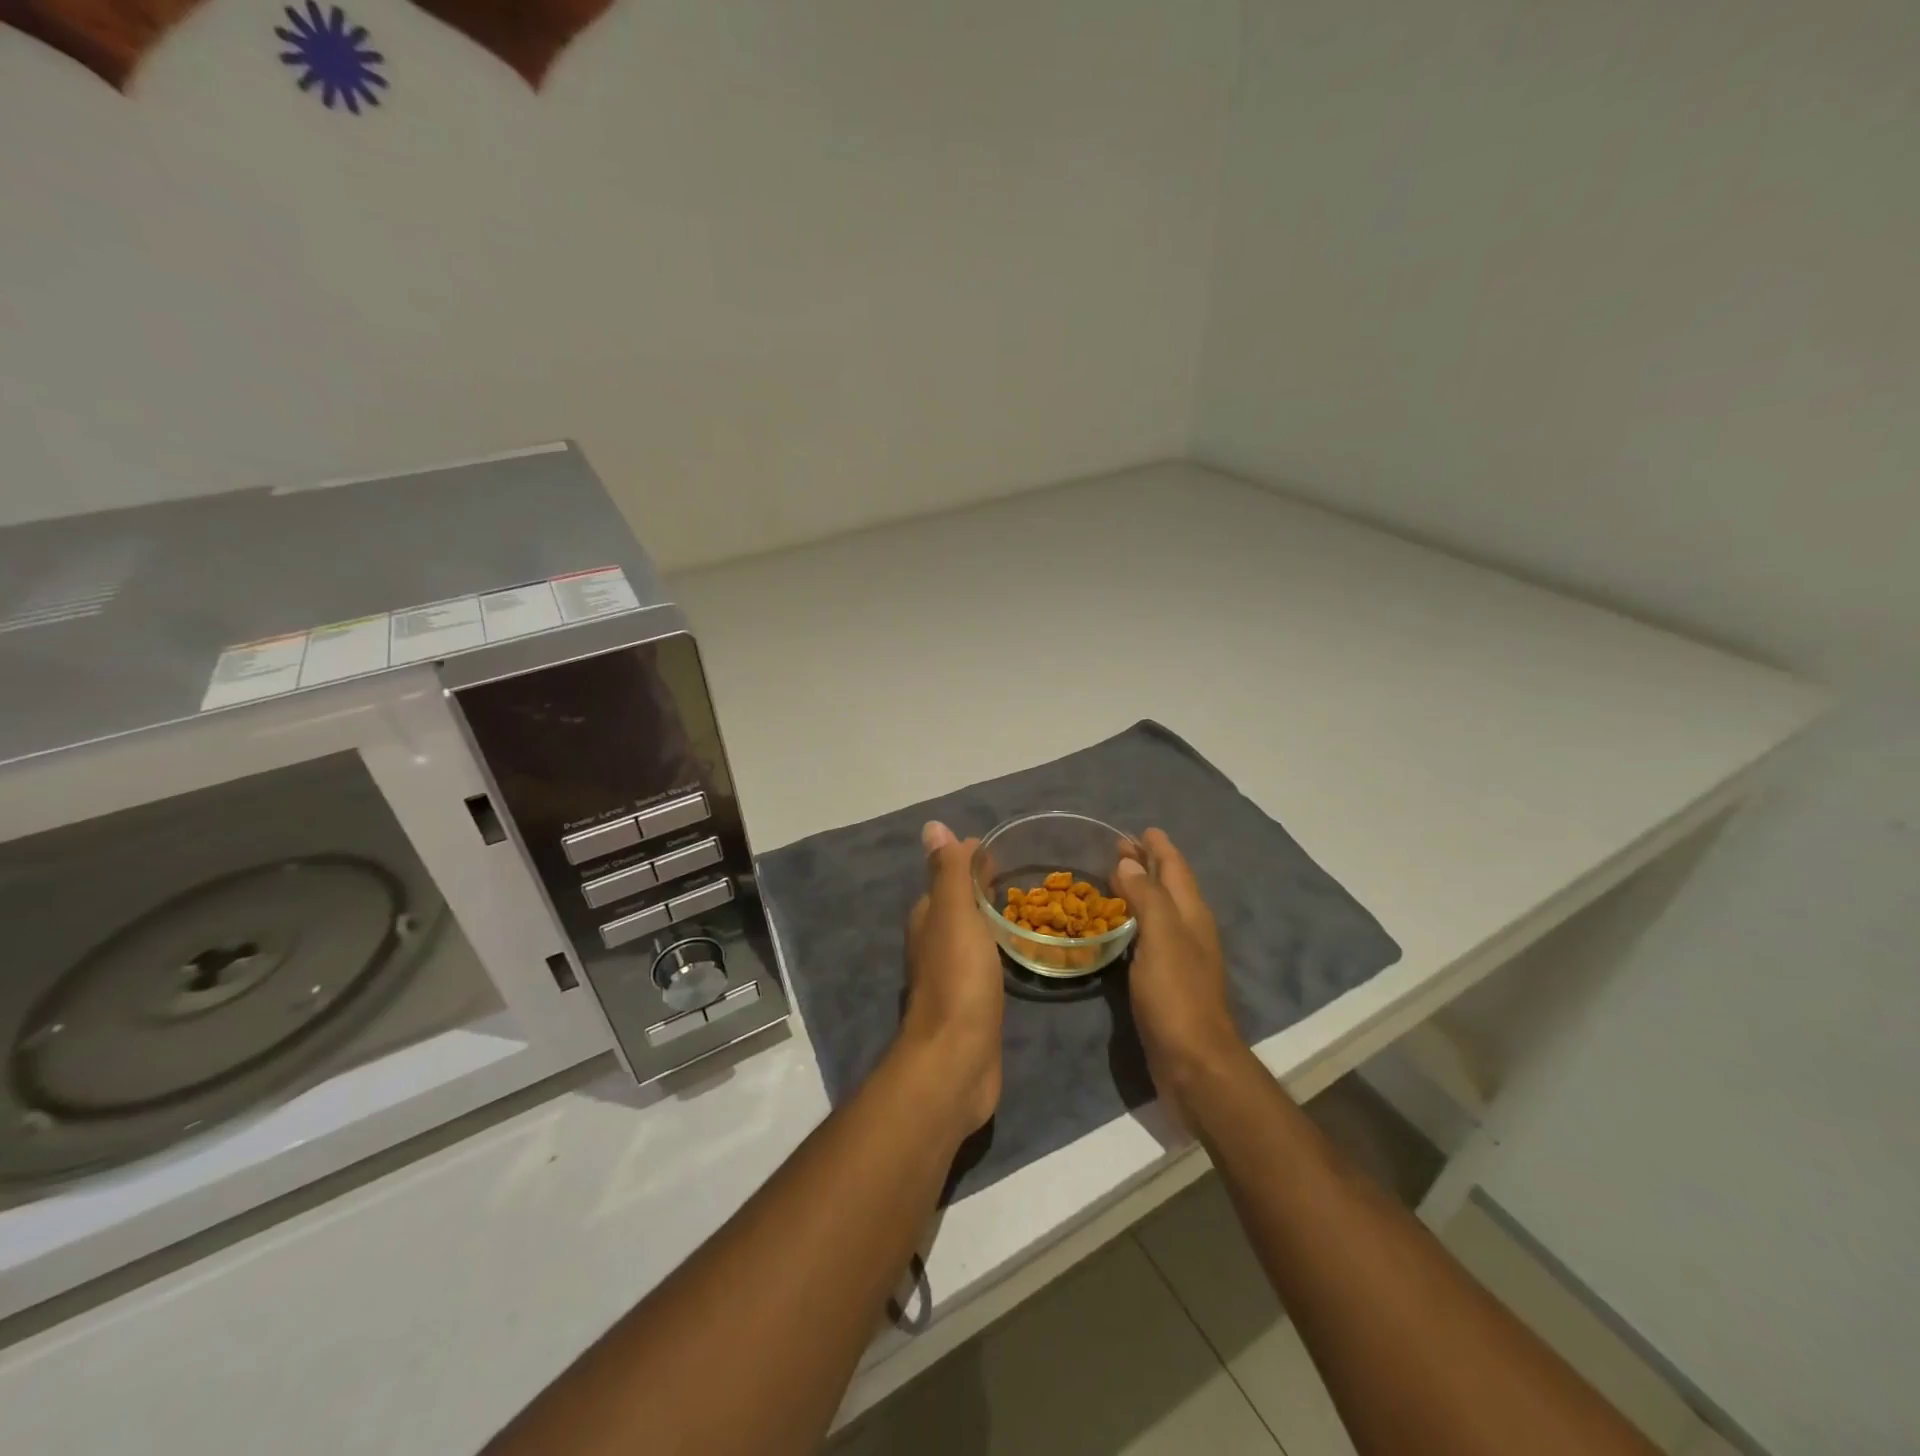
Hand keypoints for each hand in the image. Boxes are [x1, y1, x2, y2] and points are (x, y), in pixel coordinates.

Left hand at [898, 821, 1004, 1134]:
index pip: (949, 876)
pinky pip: (985, 961)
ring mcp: (951, 974)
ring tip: (1029, 908)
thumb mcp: (954, 914)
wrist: (957, 1059)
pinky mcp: (970, 1002)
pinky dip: (998, 948)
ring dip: (992, 918)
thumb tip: (934, 826)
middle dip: (984, 888)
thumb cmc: (958, 979)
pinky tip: (1018, 951)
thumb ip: (948, 872)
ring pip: (972, 933)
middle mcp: (934, 942)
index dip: (973, 861)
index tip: (1008, 850)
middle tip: (1027, 877)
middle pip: (959, 904)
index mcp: (928, 918)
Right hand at [1116, 829, 1246, 1117]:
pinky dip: (1135, 920)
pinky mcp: (1167, 981)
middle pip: (1169, 887)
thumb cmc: (1177, 996)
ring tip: (1115, 878)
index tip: (1142, 829)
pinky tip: (1120, 927)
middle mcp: (1189, 930)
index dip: (1160, 848)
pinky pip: (1149, 936)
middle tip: (1119, 848)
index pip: (1176, 869)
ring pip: (1160, 910)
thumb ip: (1147, 897)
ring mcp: (1180, 957)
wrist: (1195, 1063)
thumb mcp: (1162, 938)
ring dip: (1141, 890)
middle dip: (1148, 864)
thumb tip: (1130, 862)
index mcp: (1191, 915)